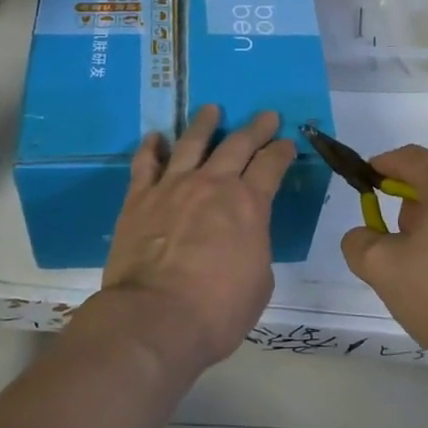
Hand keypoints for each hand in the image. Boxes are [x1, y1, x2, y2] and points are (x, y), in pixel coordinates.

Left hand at [100, 105, 295, 376]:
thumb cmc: (217, 310)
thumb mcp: (259, 281)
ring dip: (204, 123)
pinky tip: (155, 137)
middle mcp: (212, 184)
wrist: (155, 318)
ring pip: (191, 143)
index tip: (287, 143)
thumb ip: (254, 246)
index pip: (272, 166)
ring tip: (211, 109)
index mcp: (249, 204)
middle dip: (256, 128)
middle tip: (266, 116)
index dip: (282, 152)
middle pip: (238, 144)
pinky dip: (152, 147)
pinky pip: (146, 163)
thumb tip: (243, 236)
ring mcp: (173, 186)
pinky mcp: (140, 198)